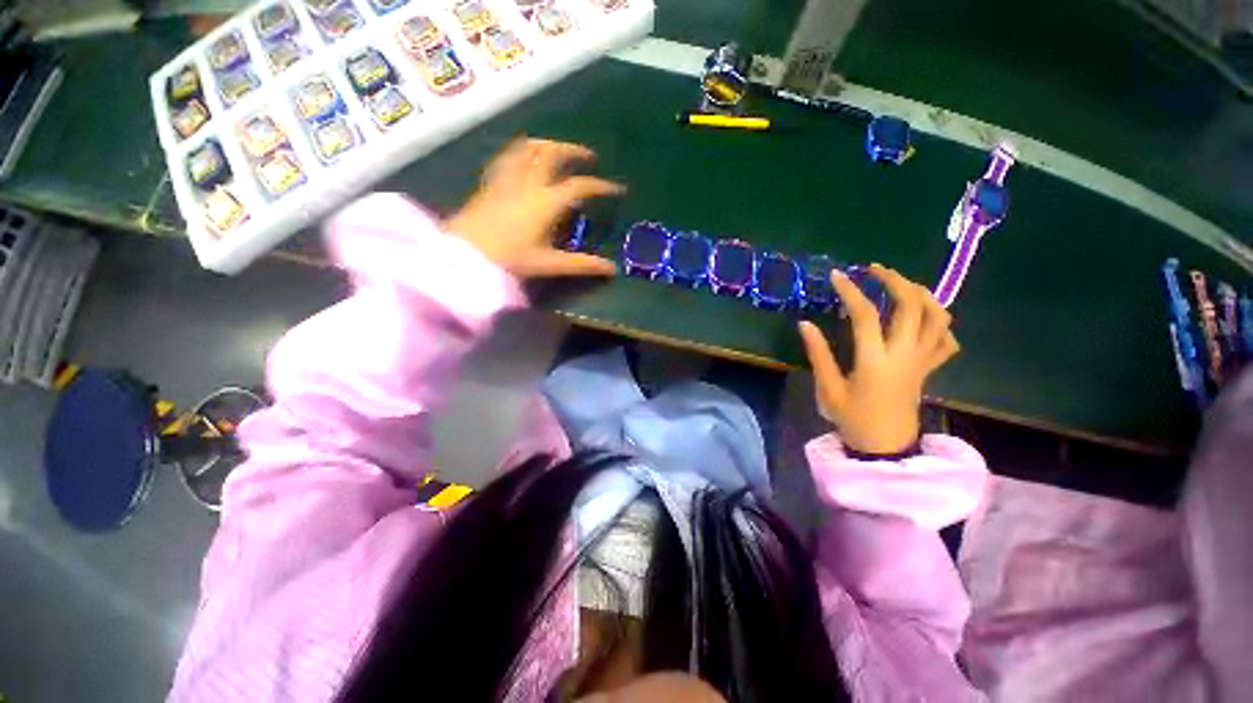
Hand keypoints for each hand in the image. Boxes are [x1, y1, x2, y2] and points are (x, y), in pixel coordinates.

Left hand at [445, 138, 624, 278]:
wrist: (463, 255)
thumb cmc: (508, 260)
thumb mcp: (548, 264)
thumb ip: (582, 264)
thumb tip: (612, 269)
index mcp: (545, 202)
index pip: (579, 186)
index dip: (600, 186)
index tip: (616, 189)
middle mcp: (528, 183)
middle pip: (552, 154)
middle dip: (573, 151)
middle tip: (588, 157)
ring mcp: (507, 179)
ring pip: (528, 148)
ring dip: (548, 144)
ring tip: (559, 150)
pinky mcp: (491, 182)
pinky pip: (508, 156)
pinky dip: (522, 150)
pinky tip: (525, 157)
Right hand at [797, 264, 959, 454]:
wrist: (885, 447)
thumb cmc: (852, 419)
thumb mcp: (828, 388)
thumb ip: (818, 354)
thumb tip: (805, 323)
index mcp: (875, 360)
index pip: (865, 315)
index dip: (851, 291)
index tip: (838, 275)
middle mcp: (904, 355)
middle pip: (911, 306)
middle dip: (895, 280)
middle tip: (875, 270)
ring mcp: (921, 361)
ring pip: (938, 318)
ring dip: (923, 295)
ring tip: (902, 285)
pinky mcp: (929, 369)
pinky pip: (946, 341)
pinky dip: (939, 324)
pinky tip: (922, 318)